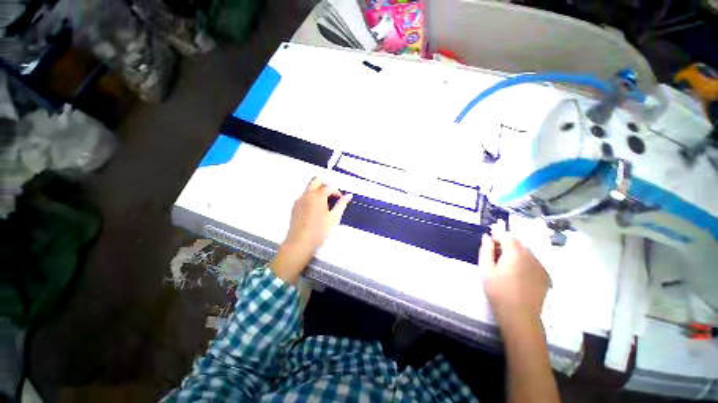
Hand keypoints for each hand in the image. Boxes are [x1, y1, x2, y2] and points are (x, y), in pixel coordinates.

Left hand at [270, 178, 351, 283]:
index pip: (329, 186)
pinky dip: (311, 198)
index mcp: (317, 196)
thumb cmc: (319, 231)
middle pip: (316, 180)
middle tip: (332, 196)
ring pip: (309, 188)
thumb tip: (348, 195)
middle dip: (325, 185)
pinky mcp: (295, 207)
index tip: (340, 199)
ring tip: (325, 205)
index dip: (336, 191)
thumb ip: (342, 204)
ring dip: (318, 191)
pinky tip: (316, 211)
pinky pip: (304, 196)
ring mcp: (299, 200)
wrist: (300, 243)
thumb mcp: (334, 218)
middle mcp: (306, 195)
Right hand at [479, 234, 549, 326]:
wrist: (519, 316)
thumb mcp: (485, 269)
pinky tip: (518, 277)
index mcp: (515, 252)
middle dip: (506, 246)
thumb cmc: (498, 291)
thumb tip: (486, 237)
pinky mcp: (545, 277)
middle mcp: (531, 256)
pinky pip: (534, 263)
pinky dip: (525, 264)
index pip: (507, 236)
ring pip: (527, 253)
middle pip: (518, 243)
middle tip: (495, 258)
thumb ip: (486, 250)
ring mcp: (541, 267)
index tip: (488, 247)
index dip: (496, 238)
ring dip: (515, 255)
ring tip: (506, 269)